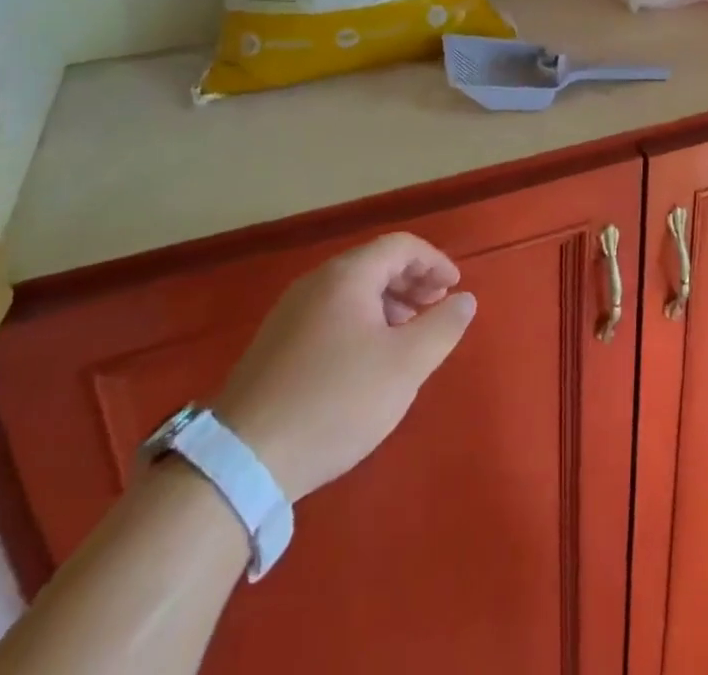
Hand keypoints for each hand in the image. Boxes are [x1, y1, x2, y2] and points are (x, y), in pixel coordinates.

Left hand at [214, 232, 476, 500]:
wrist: (242, 461)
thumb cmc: (336, 401)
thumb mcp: (405, 365)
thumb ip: (442, 326)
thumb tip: (465, 299)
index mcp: (347, 276)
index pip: (401, 246)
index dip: (435, 262)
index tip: (455, 289)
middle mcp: (316, 283)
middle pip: (375, 264)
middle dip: (413, 282)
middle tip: (436, 310)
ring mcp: (290, 313)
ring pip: (352, 291)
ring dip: (389, 303)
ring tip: (408, 336)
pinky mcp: (275, 345)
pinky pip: (331, 314)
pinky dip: (362, 321)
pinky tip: (368, 360)